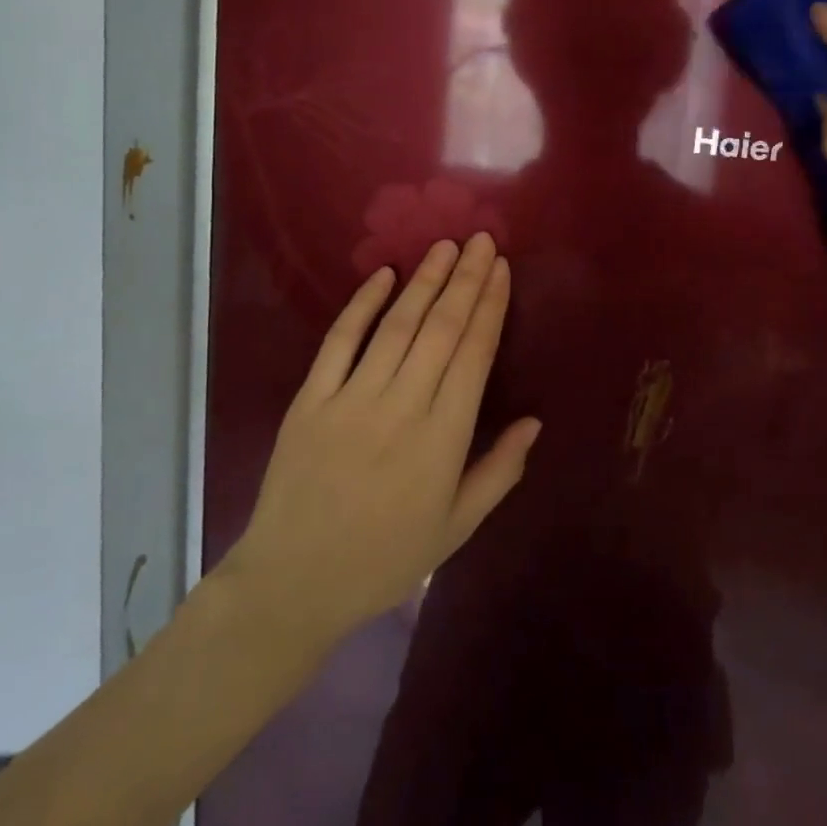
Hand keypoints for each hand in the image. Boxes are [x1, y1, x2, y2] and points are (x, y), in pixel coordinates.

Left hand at [215, 233, 539, 656]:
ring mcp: (350, 400)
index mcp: (442, 439)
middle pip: (440, 329)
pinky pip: (339, 342)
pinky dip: (361, 305)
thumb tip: (534, 421)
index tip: (502, 270)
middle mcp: (401, 407)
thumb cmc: (385, 558)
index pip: (474, 355)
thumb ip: (500, 471)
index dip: (490, 307)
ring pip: (396, 326)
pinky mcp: (310, 400)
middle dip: (466, 280)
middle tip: (482, 240)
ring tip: (446, 247)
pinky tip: (382, 274)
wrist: (292, 584)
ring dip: (424, 281)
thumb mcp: (457, 528)